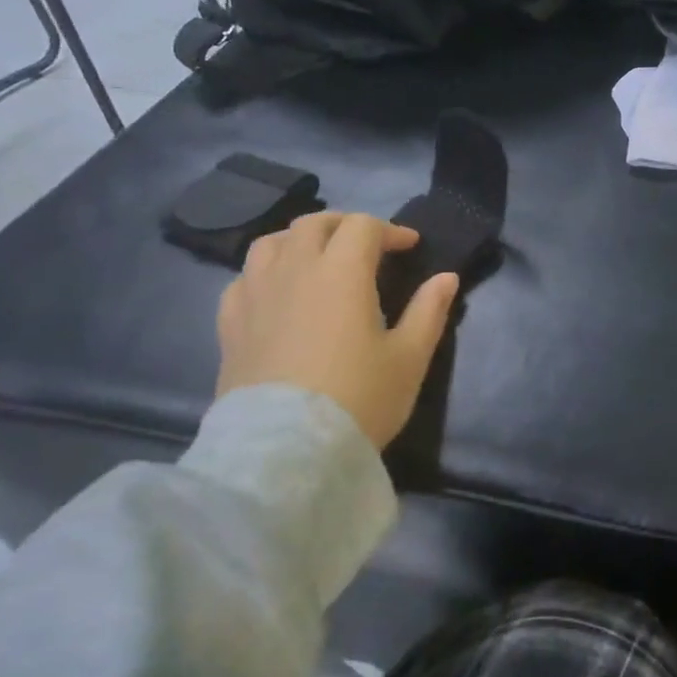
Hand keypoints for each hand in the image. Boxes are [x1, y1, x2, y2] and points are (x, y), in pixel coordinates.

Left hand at [215, 212, 458, 449]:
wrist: (286, 452)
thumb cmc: (359, 399)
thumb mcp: (409, 358)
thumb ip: (429, 311)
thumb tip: (447, 277)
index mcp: (341, 272)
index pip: (363, 227)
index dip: (390, 230)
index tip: (409, 246)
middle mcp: (294, 271)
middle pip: (313, 224)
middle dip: (344, 225)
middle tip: (366, 245)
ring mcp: (255, 295)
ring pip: (271, 243)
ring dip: (300, 240)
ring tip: (317, 258)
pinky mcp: (230, 325)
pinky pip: (243, 279)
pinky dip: (265, 272)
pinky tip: (276, 292)